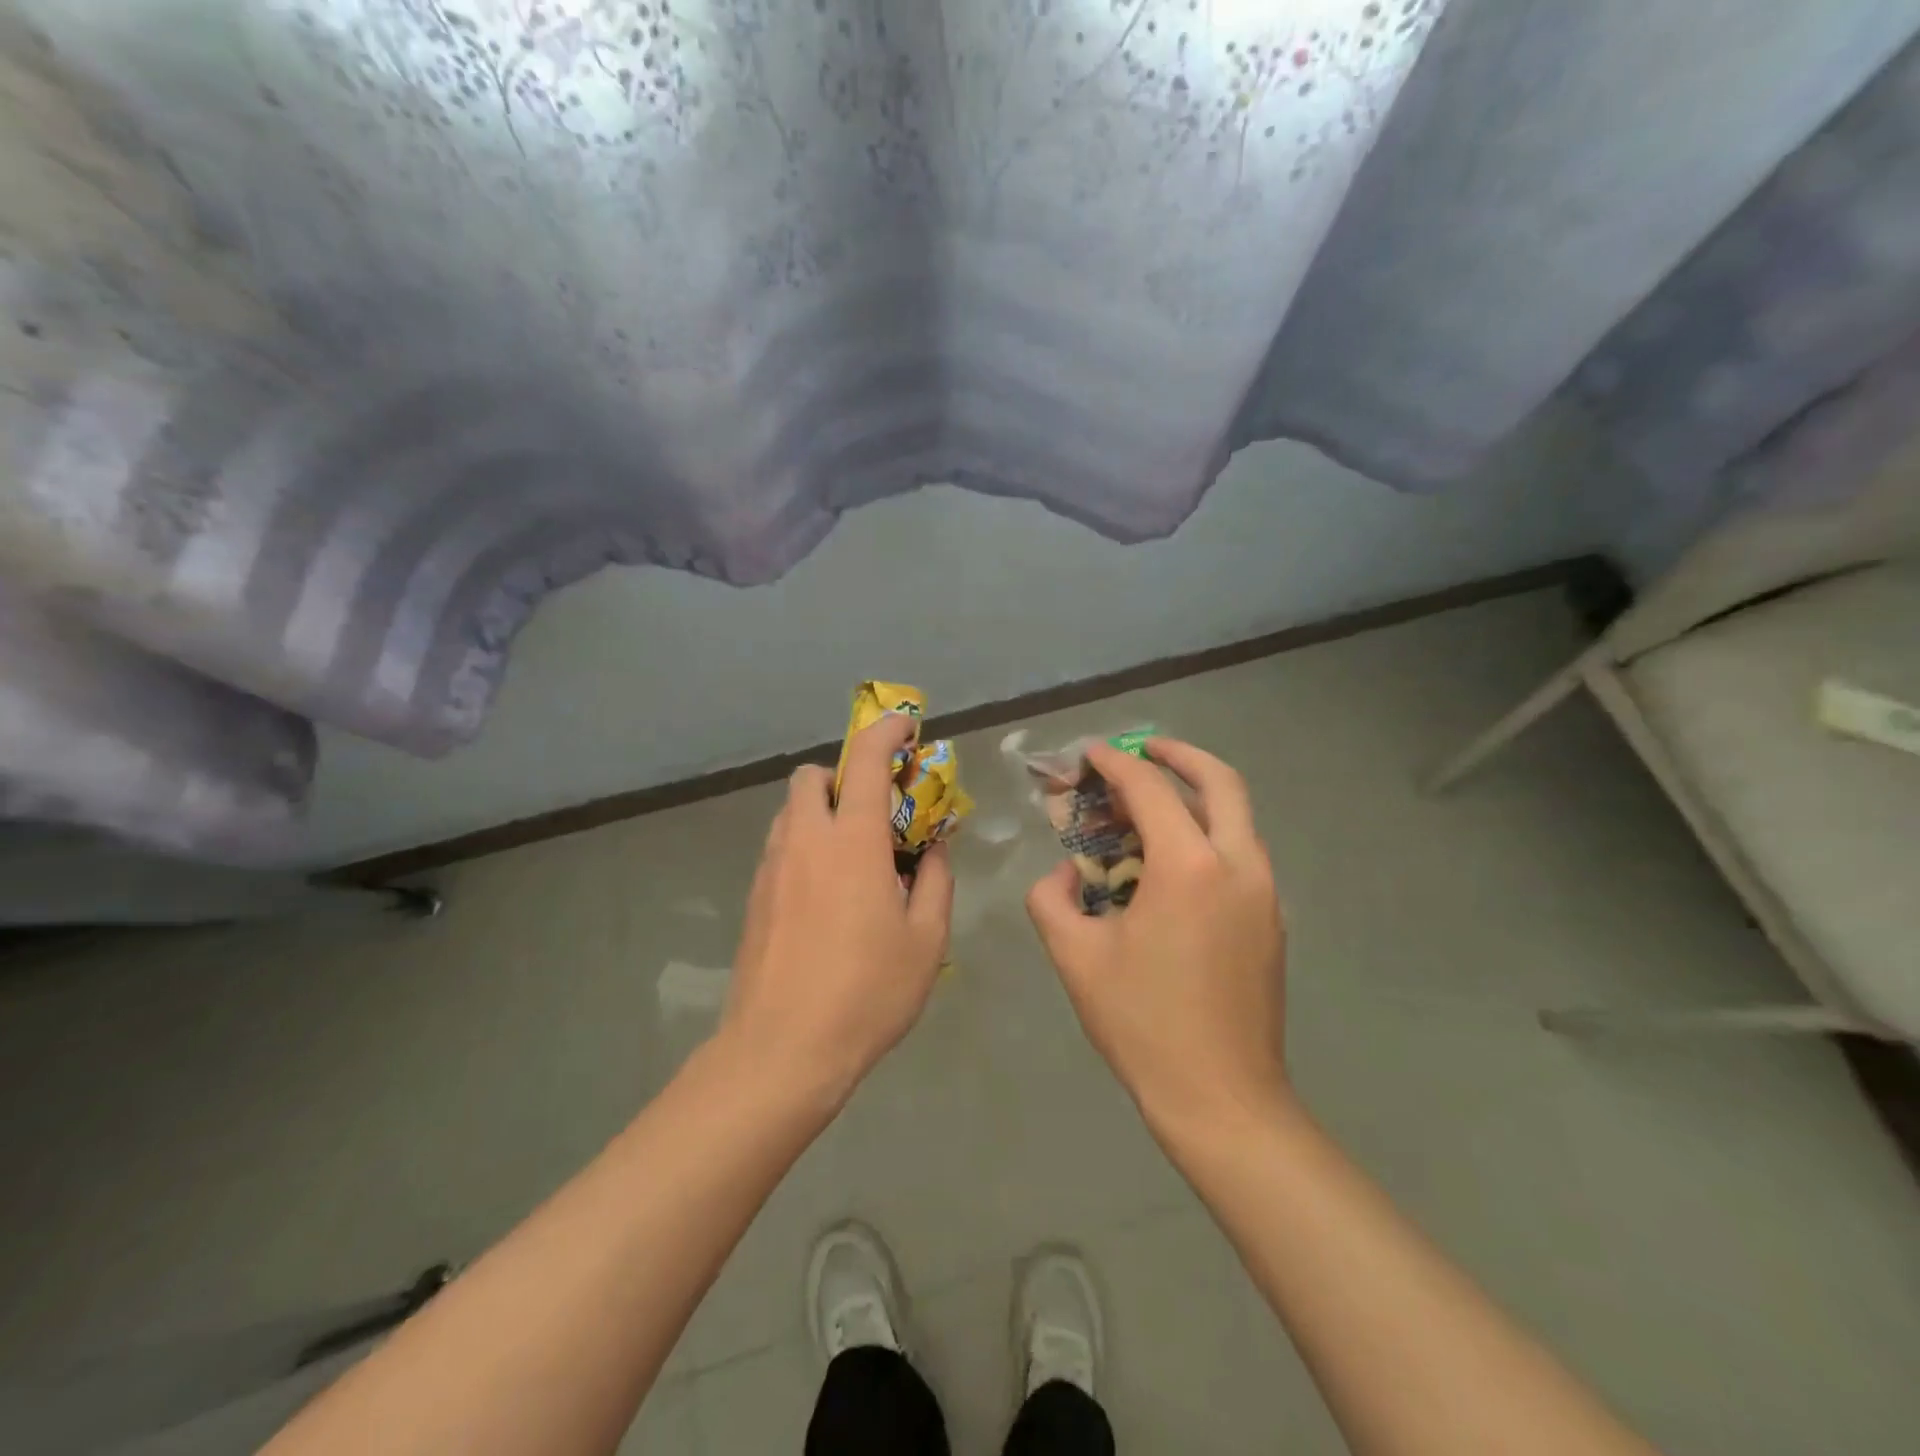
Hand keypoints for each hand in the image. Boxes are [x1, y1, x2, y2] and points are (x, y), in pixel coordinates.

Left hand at [720, 713, 954, 1108]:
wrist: (781, 1051)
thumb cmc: (866, 993)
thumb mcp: (926, 941)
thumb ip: (934, 882)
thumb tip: (931, 851)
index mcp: (853, 842)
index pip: (865, 761)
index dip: (886, 732)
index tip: (905, 727)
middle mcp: (805, 840)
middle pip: (813, 777)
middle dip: (843, 776)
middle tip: (875, 812)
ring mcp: (771, 867)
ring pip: (792, 812)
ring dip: (823, 812)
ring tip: (853, 857)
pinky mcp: (754, 897)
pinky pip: (780, 847)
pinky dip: (806, 846)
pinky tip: (826, 895)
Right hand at [1025, 737, 1288, 1138]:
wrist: (1222, 1098)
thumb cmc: (1142, 1023)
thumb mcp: (1075, 957)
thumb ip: (1051, 899)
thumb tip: (1064, 874)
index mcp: (1189, 867)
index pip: (1150, 789)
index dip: (1115, 764)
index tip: (1090, 754)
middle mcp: (1238, 865)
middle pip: (1220, 781)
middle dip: (1179, 755)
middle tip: (1144, 749)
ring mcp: (1265, 893)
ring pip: (1237, 816)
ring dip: (1196, 795)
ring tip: (1151, 805)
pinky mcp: (1272, 920)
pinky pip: (1241, 853)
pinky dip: (1209, 833)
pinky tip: (1173, 863)